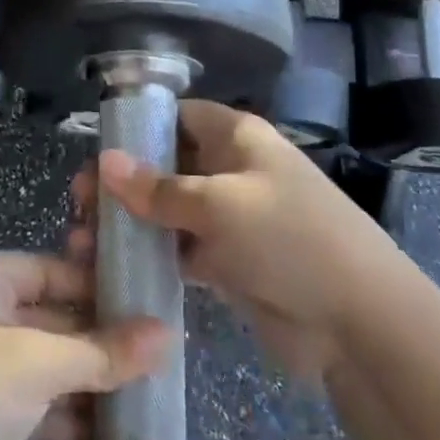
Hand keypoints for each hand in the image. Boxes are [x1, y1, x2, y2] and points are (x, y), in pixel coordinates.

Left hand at [0, 251, 169, 439]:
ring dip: (87, 384)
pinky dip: (66, 419)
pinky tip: (109, 434)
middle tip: (154, 351)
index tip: (141, 299)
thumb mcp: (40, 363)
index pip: (45, 269)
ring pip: (43, 370)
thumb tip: (170, 335)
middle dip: (96, 341)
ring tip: (145, 392)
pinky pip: (34, 411)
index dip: (90, 283)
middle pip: (47, 320)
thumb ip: (104, 351)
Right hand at [75, 101, 395, 380]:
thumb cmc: (290, 239)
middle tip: (80, 205)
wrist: (359, 322)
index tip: (96, 154)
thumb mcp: (219, 205)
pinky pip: (183, 250)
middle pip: (168, 164)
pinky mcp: (232, 262)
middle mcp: (233, 170)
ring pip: (171, 211)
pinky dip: (154, 256)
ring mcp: (233, 218)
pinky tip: (116, 268)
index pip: (179, 117)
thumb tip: (105, 162)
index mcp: (237, 137)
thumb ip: (159, 188)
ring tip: (84, 241)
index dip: (138, 129)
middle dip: (124, 182)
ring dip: (132, 223)